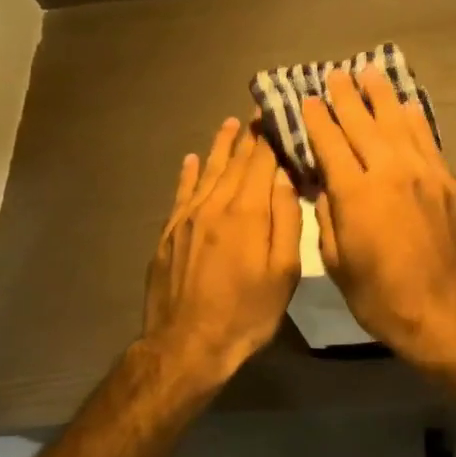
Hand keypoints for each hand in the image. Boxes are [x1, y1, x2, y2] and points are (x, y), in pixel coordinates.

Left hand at [142, 116, 302, 389]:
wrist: (187, 344)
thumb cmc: (246, 313)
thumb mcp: (282, 273)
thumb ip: (286, 222)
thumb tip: (284, 180)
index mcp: (246, 213)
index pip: (261, 163)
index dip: (271, 138)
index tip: (278, 114)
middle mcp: (214, 205)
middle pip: (234, 162)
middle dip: (249, 136)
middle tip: (258, 112)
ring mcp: (187, 218)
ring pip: (208, 172)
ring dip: (221, 147)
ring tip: (231, 124)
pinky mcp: (170, 233)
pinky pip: (182, 192)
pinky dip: (190, 173)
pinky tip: (193, 159)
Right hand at [301, 66, 455, 367]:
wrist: (448, 313)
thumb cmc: (384, 299)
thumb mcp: (339, 266)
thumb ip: (328, 219)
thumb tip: (326, 188)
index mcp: (356, 194)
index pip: (331, 144)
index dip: (317, 120)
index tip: (308, 99)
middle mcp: (391, 173)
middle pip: (365, 124)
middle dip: (347, 97)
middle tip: (336, 74)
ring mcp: (427, 176)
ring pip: (401, 125)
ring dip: (383, 97)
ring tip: (370, 74)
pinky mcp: (452, 186)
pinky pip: (429, 143)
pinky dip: (415, 122)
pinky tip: (408, 109)